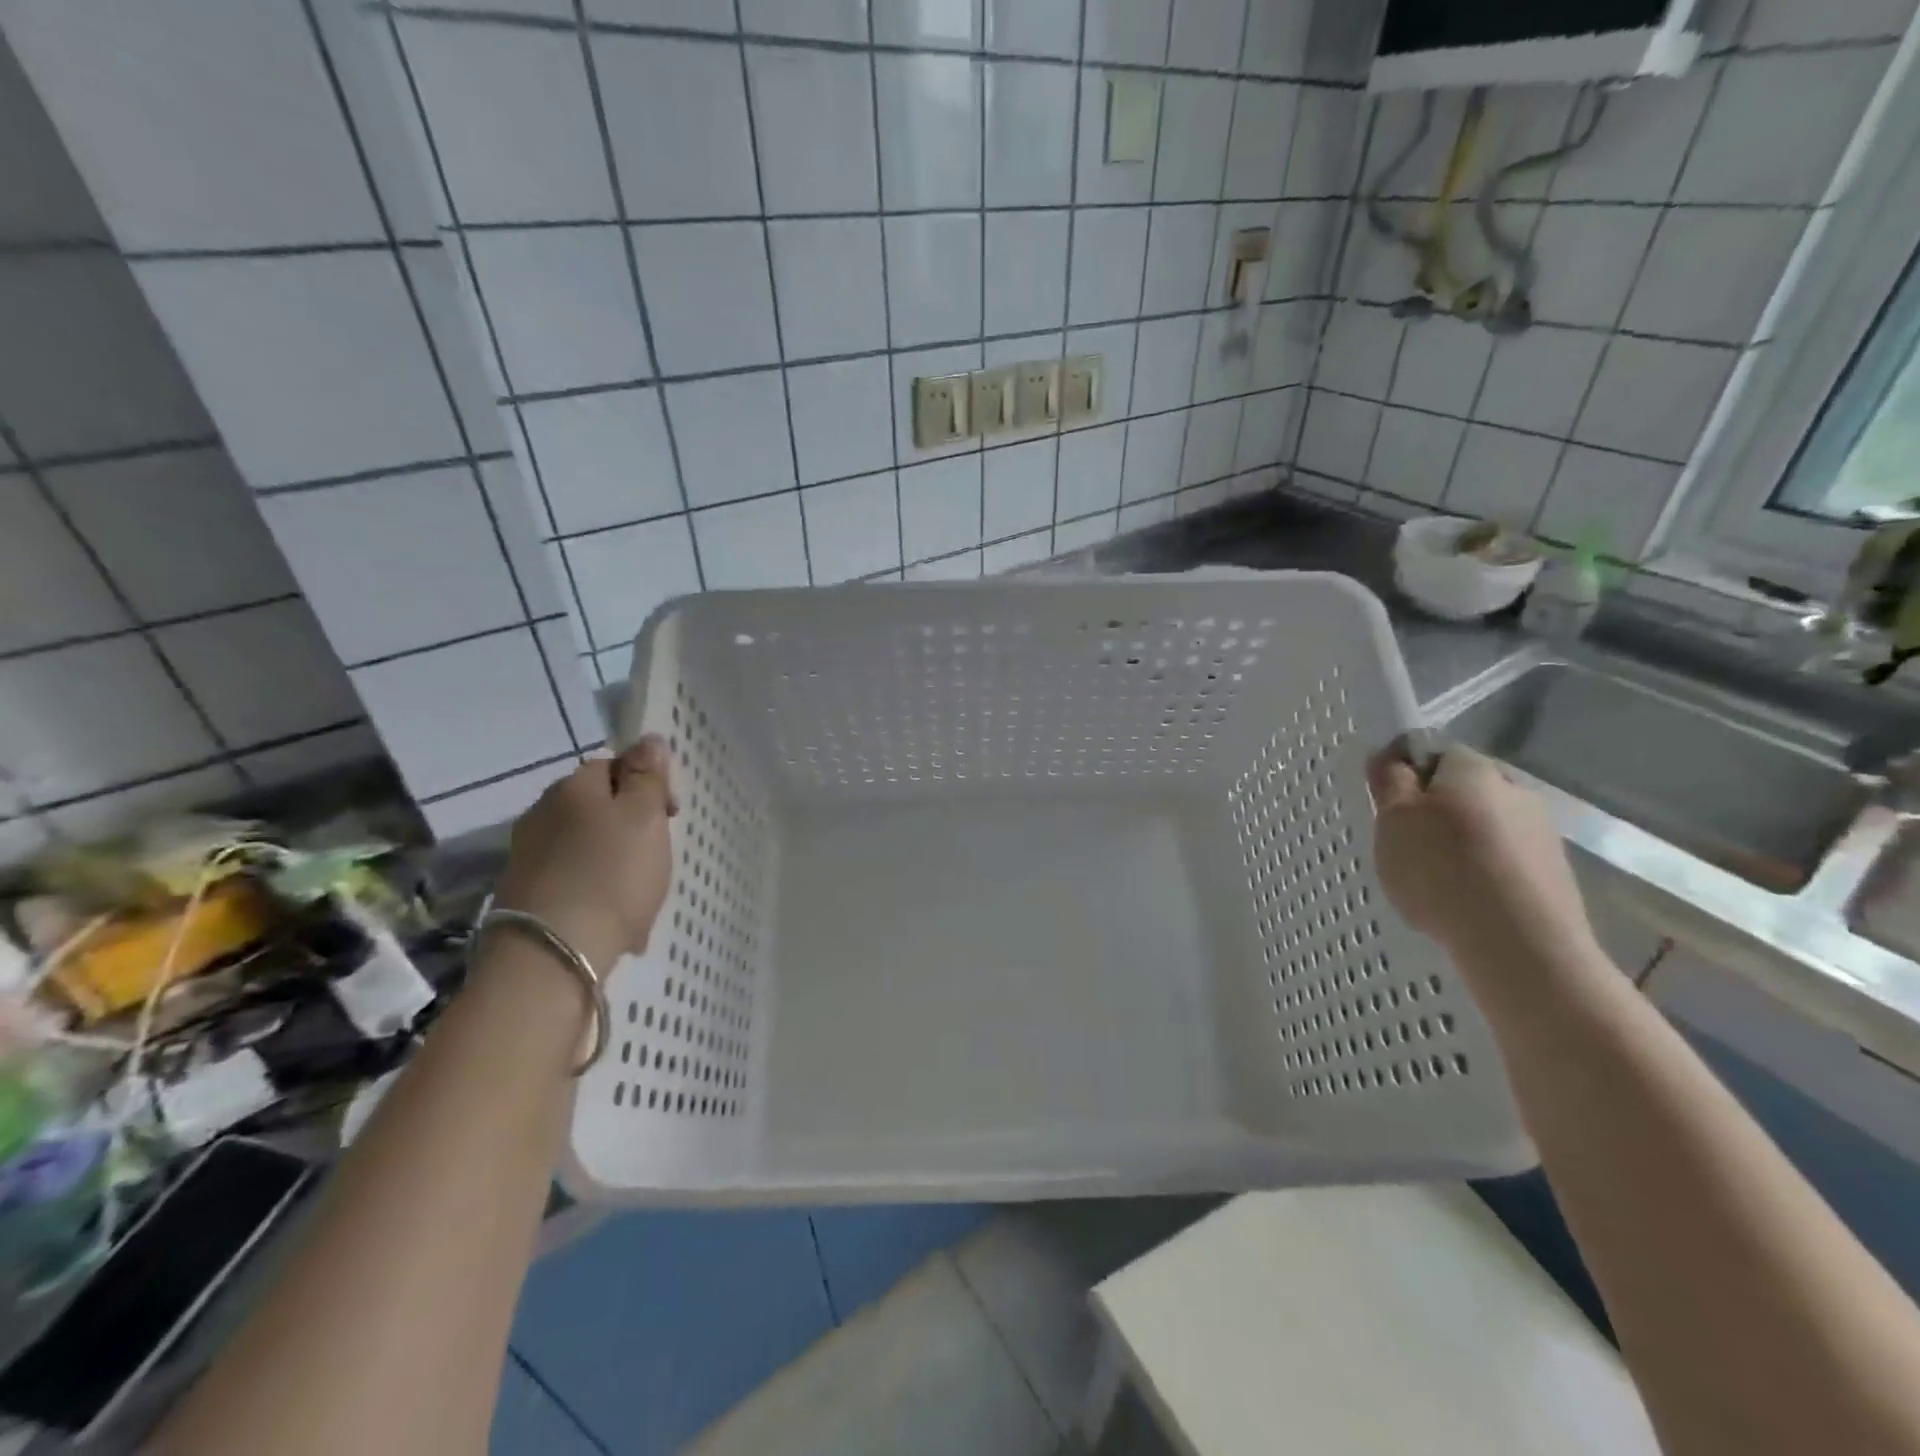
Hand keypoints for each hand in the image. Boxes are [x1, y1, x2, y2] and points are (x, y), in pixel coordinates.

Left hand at [492, 737, 676, 974]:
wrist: (552, 955)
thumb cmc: (611, 876)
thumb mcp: (644, 818)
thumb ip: (647, 776)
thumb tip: (648, 738)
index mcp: (573, 787)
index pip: (614, 765)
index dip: (647, 784)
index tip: (671, 816)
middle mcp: (542, 813)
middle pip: (597, 806)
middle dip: (630, 825)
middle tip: (657, 855)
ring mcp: (527, 855)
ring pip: (586, 845)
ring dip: (614, 860)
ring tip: (638, 892)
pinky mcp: (523, 894)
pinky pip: (572, 879)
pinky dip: (595, 890)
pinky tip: (613, 917)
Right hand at [1367, 745, 1594, 967]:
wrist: (1519, 943)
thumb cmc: (1441, 868)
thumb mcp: (1393, 819)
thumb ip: (1389, 781)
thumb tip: (1389, 755)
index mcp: (1475, 768)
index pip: (1436, 754)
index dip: (1409, 776)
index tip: (1389, 809)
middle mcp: (1516, 790)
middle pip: (1465, 792)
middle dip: (1437, 812)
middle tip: (1406, 847)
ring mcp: (1542, 834)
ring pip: (1487, 829)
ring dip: (1462, 846)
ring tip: (1435, 883)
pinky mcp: (1555, 876)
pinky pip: (1505, 863)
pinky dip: (1484, 876)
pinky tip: (1465, 903)